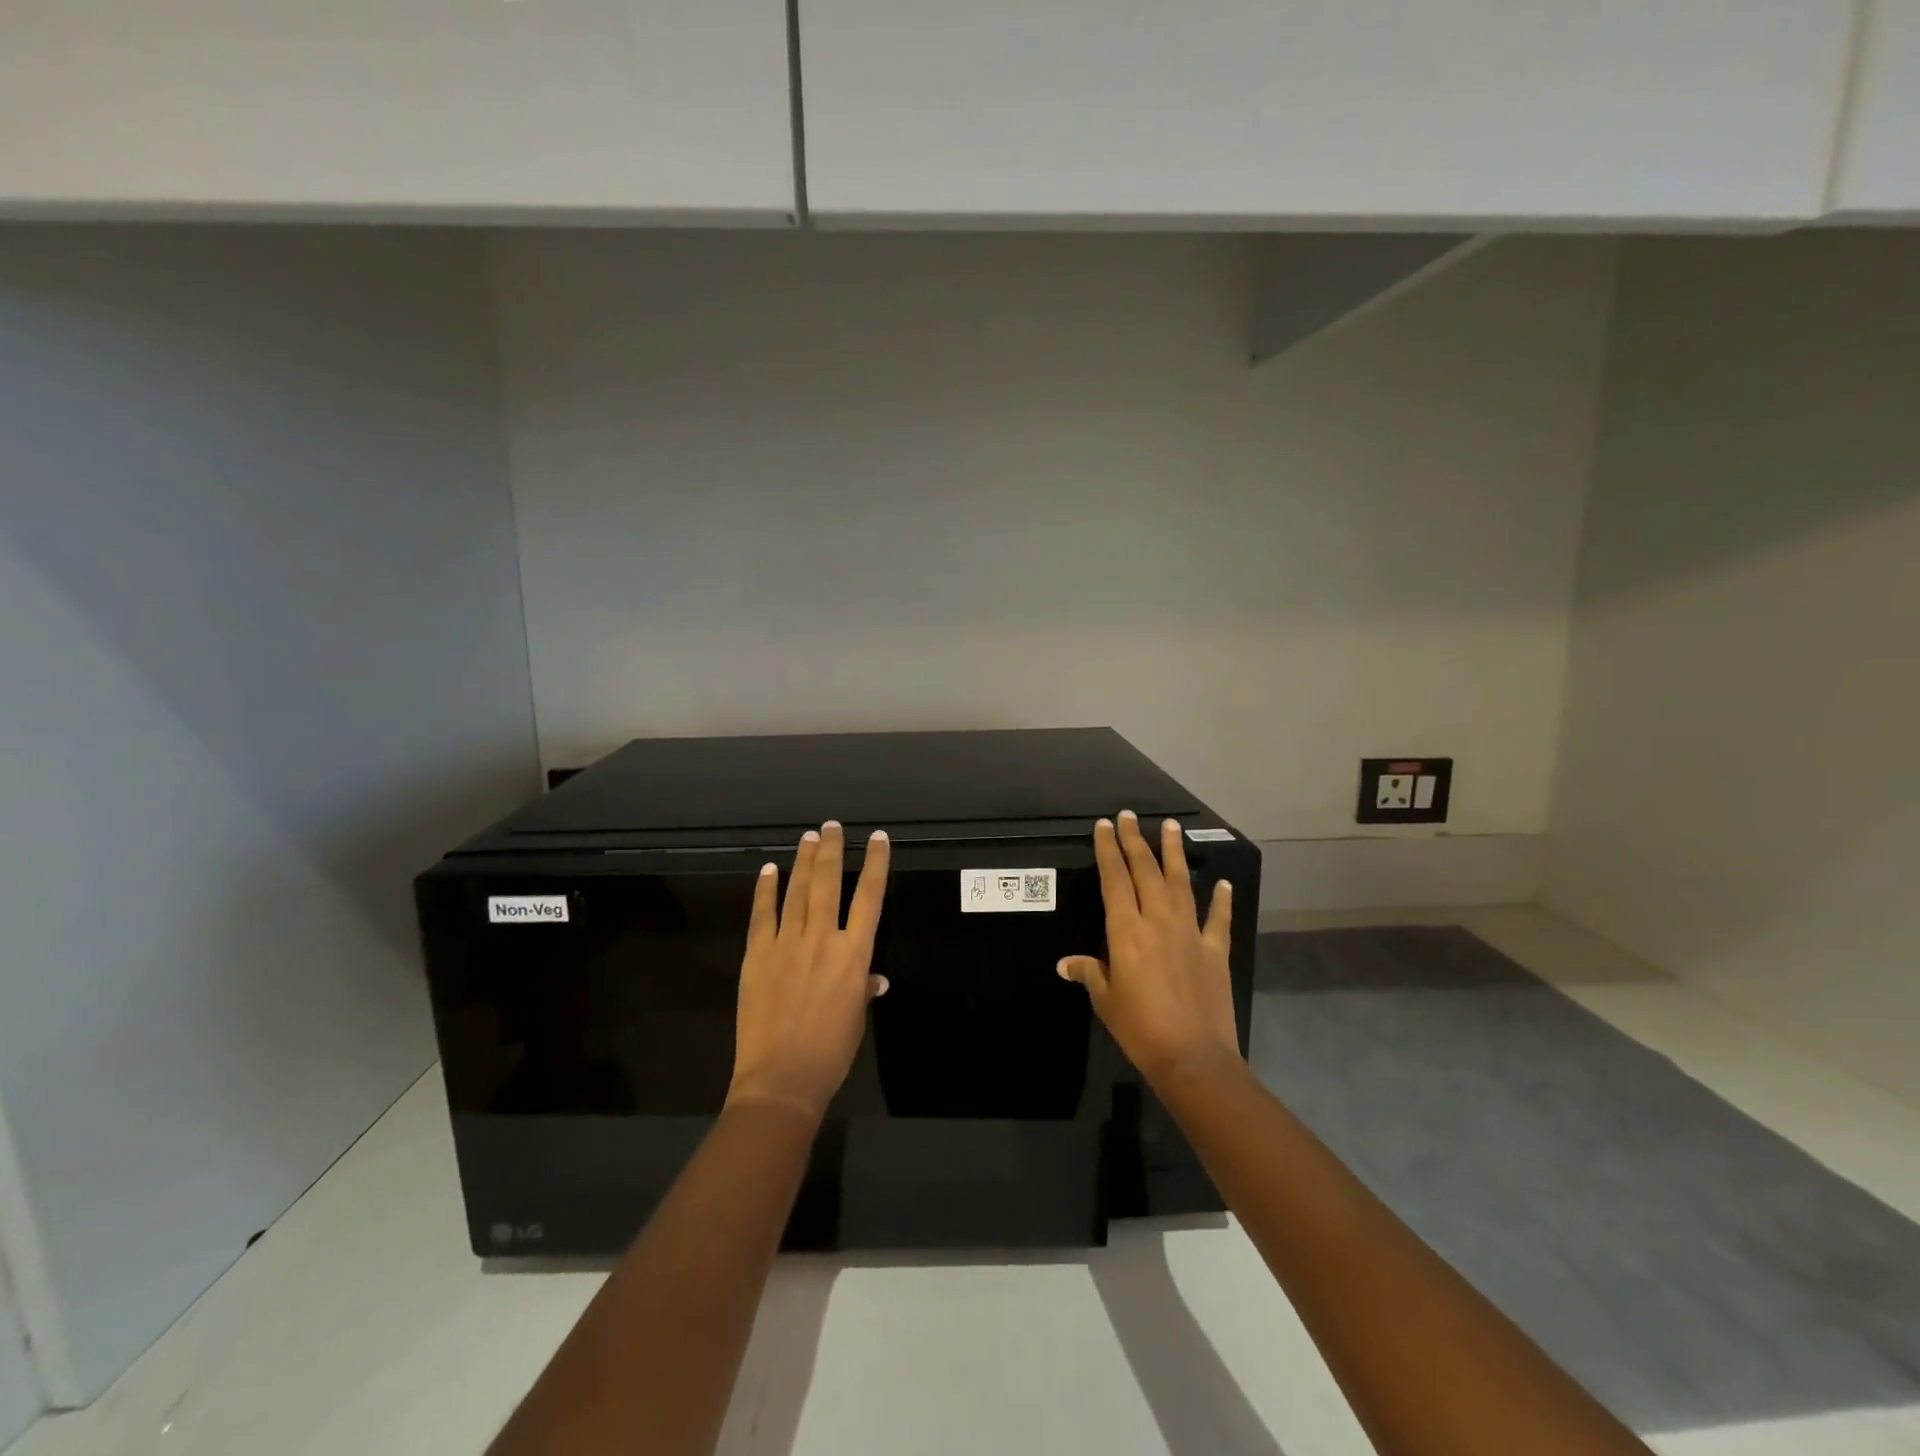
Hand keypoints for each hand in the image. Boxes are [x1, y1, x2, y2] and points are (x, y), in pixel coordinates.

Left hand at [727, 821, 890, 1120]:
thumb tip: (874, 979)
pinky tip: (768, 870)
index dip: (875, 864)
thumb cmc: (830, 1052)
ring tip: (809, 837)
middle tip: (832, 826)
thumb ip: (864, 989)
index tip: (877, 838)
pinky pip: (762, 914)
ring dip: (803, 862)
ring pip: (798, 891)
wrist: (782, 1078)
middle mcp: (823, 938)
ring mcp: (787, 943)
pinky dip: (765, 890)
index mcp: (854, 954)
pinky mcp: (758, 954)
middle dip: (832, 850)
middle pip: (829, 883)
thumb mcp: (856, 1018)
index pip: (870, 897)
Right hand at [1058, 810, 1239, 1088]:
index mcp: (1126, 931)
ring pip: (1181, 883)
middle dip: (1135, 841)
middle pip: (1145, 871)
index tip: (1104, 826)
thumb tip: (1065, 964)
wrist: (1193, 1057)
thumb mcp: (1106, 1001)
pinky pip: (1218, 919)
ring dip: (1174, 853)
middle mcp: (1158, 921)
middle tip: (1129, 816)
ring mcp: (1190, 933)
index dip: (1108, 850)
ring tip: (1172, 826)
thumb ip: (1089, 973)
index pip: (1114, 879)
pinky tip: (1222, 882)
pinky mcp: (1215, 950)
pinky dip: (1221, 899)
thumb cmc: (1140, 1029)